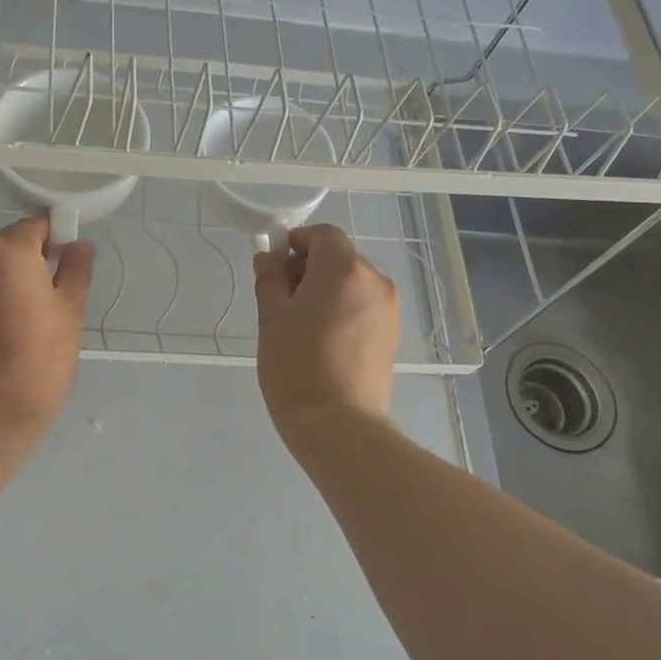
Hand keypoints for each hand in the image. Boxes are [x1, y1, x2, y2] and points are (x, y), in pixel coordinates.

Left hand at [0, 217, 94, 439]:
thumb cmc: (39, 360)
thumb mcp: (70, 312)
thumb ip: (76, 269)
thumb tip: (79, 245)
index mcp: (7, 250)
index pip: (37, 225)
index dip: (55, 242)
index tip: (63, 269)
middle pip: (3, 246)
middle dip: (22, 264)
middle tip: (39, 303)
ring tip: (8, 323)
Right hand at [253, 224, 399, 449]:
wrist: (338, 424)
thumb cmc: (297, 366)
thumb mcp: (272, 318)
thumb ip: (270, 280)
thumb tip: (268, 258)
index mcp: (344, 269)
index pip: (322, 234)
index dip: (296, 244)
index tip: (275, 270)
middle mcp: (374, 280)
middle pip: (340, 258)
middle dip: (310, 269)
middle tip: (283, 303)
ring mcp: (389, 309)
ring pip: (353, 284)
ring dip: (328, 292)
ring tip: (304, 328)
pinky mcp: (392, 334)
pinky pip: (364, 307)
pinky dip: (344, 311)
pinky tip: (325, 343)